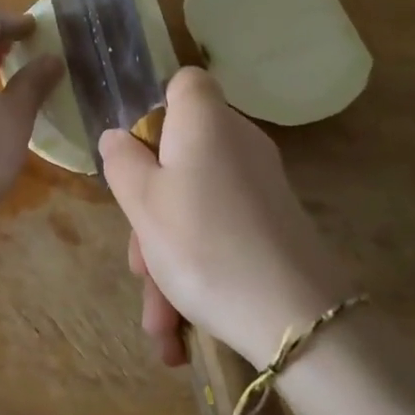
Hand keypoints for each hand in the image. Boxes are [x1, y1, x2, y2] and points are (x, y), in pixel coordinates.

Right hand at [99, 67, 355, 369]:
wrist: (296, 319)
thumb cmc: (203, 244)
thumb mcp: (142, 203)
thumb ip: (122, 162)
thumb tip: (118, 137)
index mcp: (205, 121)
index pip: (185, 83)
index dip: (155, 109)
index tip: (136, 156)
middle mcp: (237, 142)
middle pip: (179, 156)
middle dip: (149, 213)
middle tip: (139, 264)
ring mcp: (258, 185)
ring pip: (195, 204)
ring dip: (167, 259)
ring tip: (160, 322)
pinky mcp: (273, 223)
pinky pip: (220, 231)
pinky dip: (197, 270)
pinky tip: (180, 330)